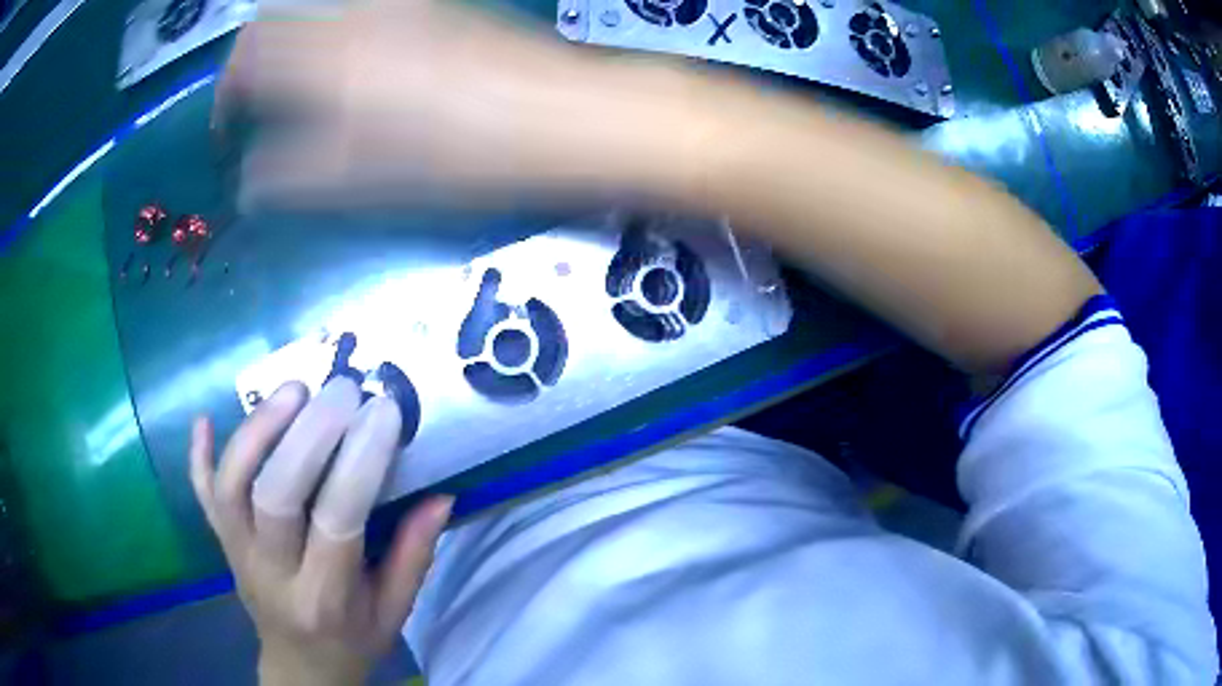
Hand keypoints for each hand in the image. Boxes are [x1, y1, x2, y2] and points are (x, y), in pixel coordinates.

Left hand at [190, 378, 452, 685]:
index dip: (360, 460)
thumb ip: (414, 556)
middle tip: (341, 390)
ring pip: (231, 484)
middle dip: (307, 433)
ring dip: (257, 430)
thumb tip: (441, 495)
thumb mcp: (395, 613)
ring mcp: (237, 553)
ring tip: (293, 389)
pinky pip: (201, 494)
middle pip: (275, 494)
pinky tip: (205, 419)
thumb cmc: (352, 641)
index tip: (384, 411)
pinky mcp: (220, 541)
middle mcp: (272, 571)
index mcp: (325, 597)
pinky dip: (198, 455)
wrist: (299, 666)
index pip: (337, 520)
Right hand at [212, 0, 692, 208]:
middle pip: (277, 23)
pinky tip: (354, 73)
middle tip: (257, 113)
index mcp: (322, 53)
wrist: (558, 114)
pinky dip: (334, 40)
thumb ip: (286, 179)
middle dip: (254, 67)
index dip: (225, 95)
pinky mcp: (432, 7)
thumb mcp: (354, 181)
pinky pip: (359, 14)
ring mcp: (396, 4)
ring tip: (299, 98)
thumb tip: (248, 184)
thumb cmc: (453, 154)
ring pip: (317, 14)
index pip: (246, 55)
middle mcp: (353, 13)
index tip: (227, 134)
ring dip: (293, 51)